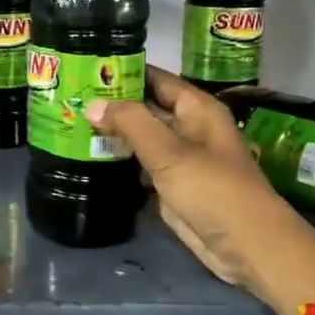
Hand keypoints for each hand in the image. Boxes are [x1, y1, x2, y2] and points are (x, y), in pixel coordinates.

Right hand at [87, 67, 284, 291]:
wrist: (246, 246)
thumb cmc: (213, 190)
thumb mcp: (170, 152)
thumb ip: (131, 123)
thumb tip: (92, 104)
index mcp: (196, 109)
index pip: (155, 78)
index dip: (123, 71)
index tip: (86, 67)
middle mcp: (188, 128)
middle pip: (145, 107)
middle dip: (112, 102)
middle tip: (68, 96)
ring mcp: (179, 158)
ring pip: (140, 136)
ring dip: (112, 132)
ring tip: (71, 121)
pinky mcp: (172, 185)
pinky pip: (140, 164)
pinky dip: (119, 159)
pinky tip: (89, 155)